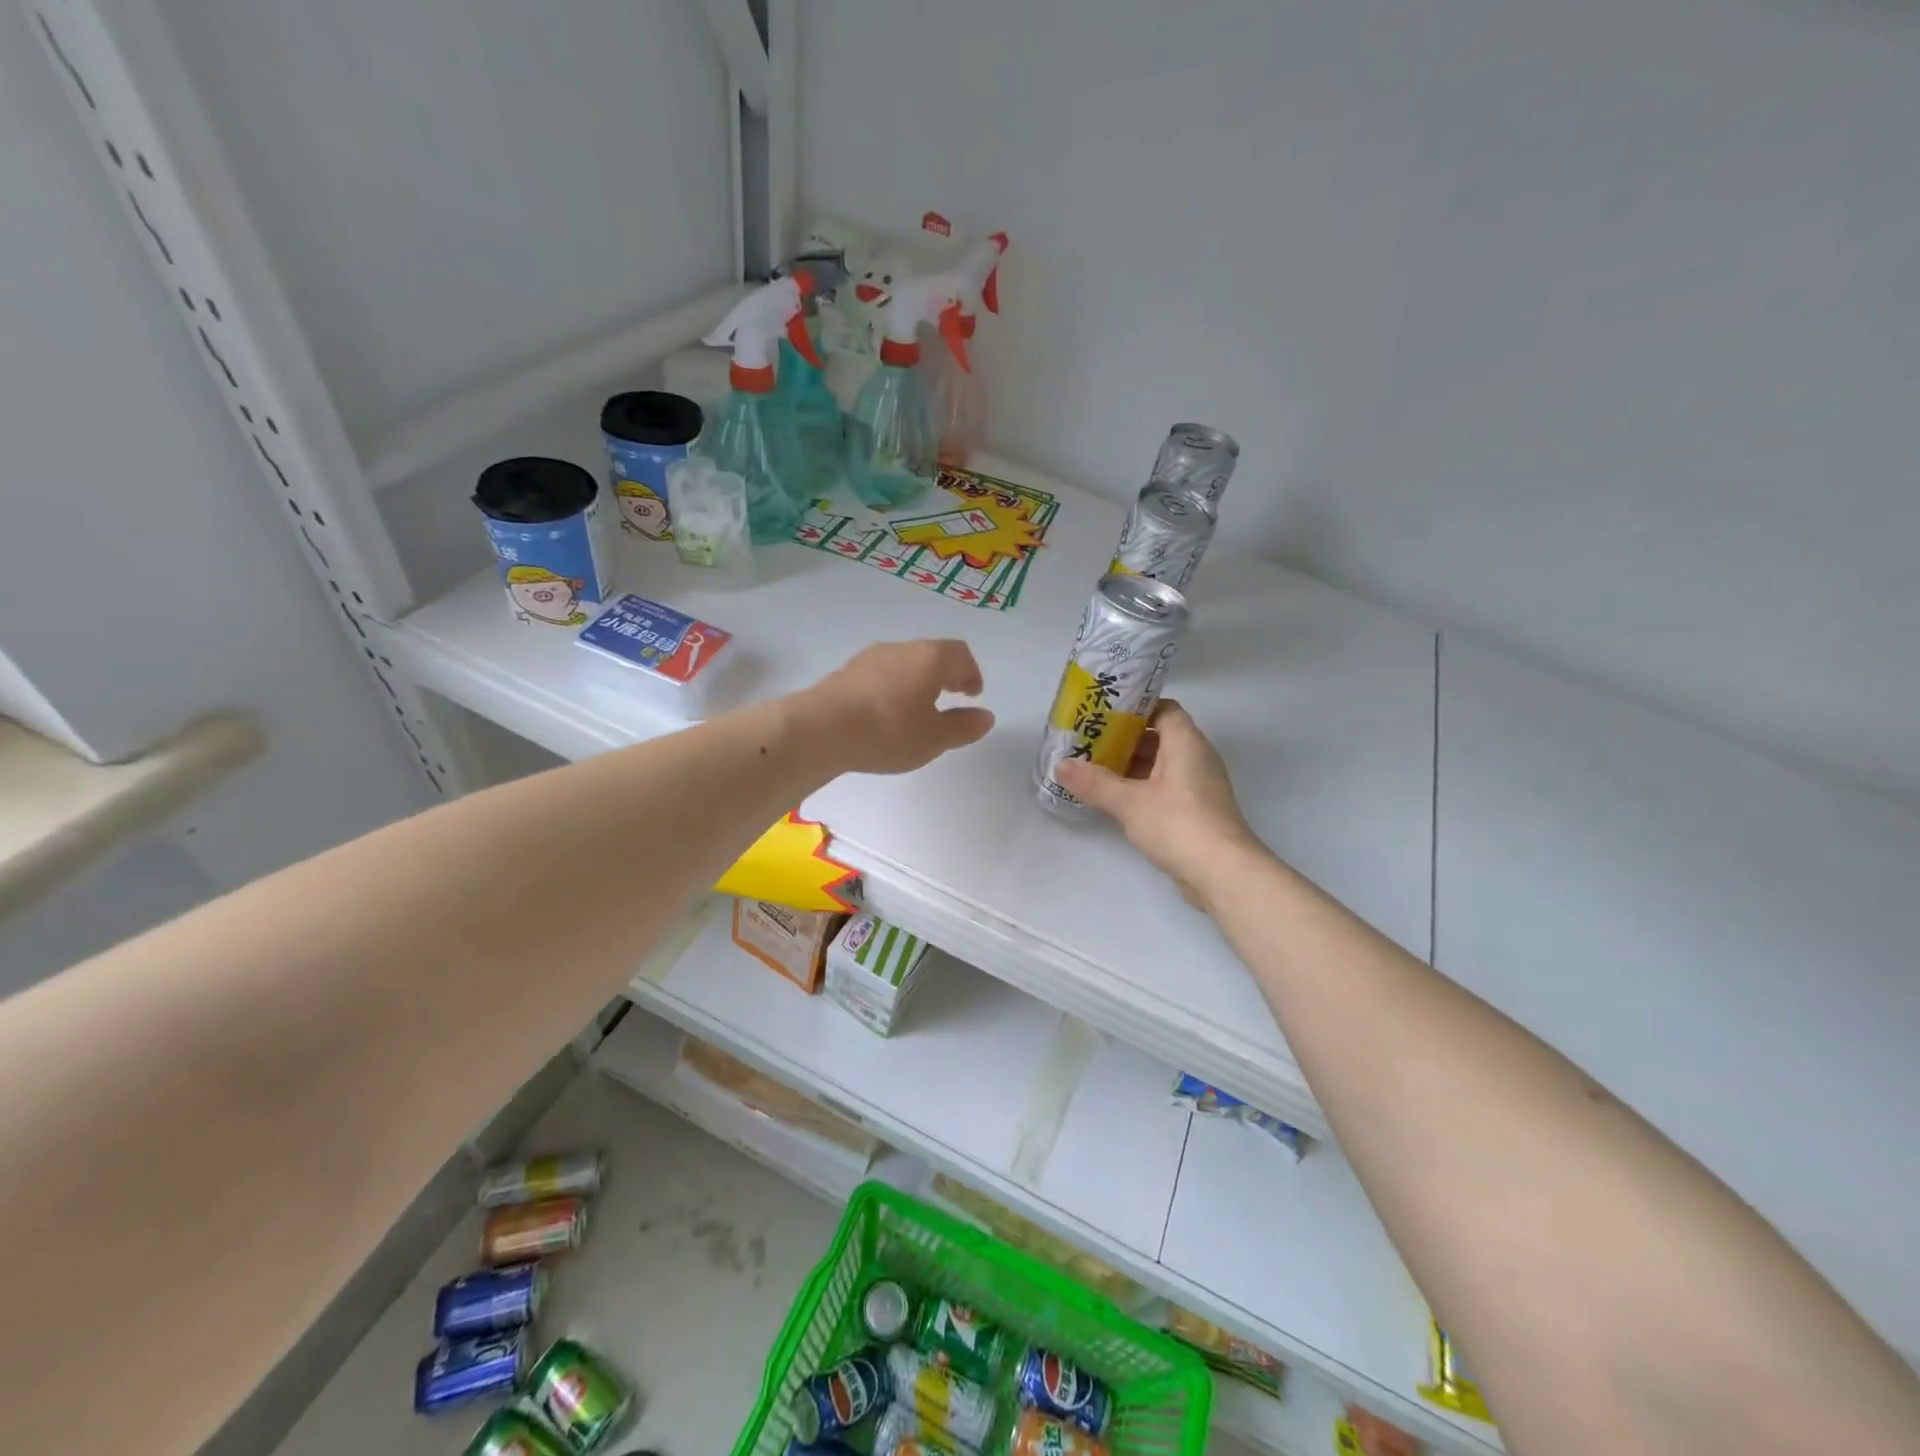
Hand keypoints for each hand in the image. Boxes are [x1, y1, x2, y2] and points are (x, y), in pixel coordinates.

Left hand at [804, 640, 994, 774]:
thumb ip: (963, 727)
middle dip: (944, 674)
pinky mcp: (845, 672)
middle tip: (950, 696)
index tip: (972, 694)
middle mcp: (900, 648)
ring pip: (903, 663)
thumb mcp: (934, 738)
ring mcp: (869, 658)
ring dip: (916, 681)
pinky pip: (879, 674)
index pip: (960, 654)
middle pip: (931, 654)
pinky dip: (891, 688)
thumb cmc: (888, 731)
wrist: (820, 729)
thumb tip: (985, 716)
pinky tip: (885, 713)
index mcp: (929, 658)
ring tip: (917, 709)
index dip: (971, 673)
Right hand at [1053, 700, 1263, 896]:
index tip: (1103, 714)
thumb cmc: (1178, 824)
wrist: (1223, 873)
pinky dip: (1141, 787)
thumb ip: (1094, 782)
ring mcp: (1198, 786)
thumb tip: (1061, 765)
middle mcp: (1196, 757)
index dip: (1135, 708)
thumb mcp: (1129, 802)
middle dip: (1124, 739)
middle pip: (1159, 737)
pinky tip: (1114, 798)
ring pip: (1160, 764)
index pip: (1163, 709)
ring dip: (1130, 766)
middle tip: (1088, 742)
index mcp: (1186, 742)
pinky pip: (1165, 788)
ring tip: (1093, 768)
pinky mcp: (1196, 811)